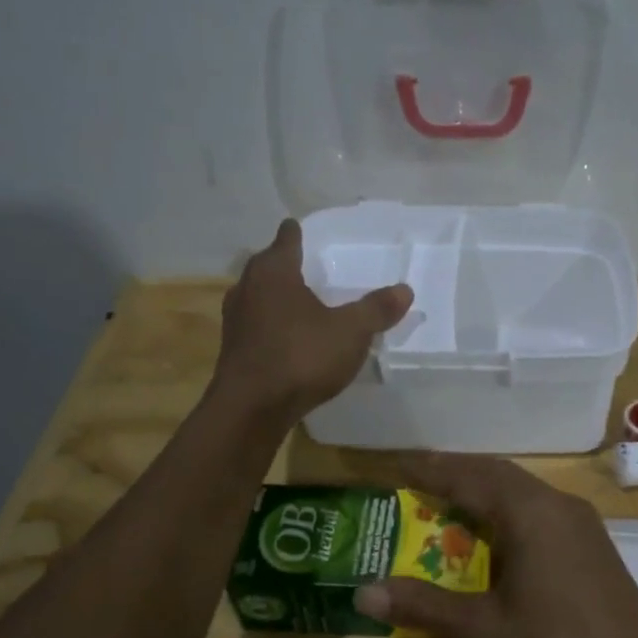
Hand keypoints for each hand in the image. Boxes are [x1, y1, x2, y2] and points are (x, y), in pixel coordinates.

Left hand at [213, 219, 412, 422]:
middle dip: (284, 264)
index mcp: (274, 271)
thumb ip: (376, 309)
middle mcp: (247, 287)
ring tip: (298, 300)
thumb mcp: (350, 332)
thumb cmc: (301, 357)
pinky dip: (270, 323)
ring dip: (275, 296)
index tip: (302, 229)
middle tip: (307, 265)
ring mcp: (235, 319)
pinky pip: (255, 324)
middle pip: (267, 265)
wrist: (251, 409)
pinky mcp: (233, 349)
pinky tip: (286, 337)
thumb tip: (404, 290)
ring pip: (257, 295)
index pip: (286, 238)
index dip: (296, 232)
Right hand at [353, 454, 637, 637]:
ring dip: (484, 488)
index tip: (396, 462)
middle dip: (456, 471)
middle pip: (496, 473)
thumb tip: (363, 591)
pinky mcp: (591, 542)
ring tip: (450, 498)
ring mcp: (579, 521)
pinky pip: (539, 508)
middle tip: (416, 477)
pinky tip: (497, 533)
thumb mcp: (484, 631)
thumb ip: (424, 606)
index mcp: (528, 512)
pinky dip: (507, 508)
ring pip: (521, 489)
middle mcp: (555, 503)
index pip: (468, 476)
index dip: (429, 469)